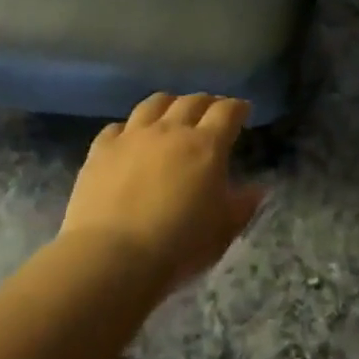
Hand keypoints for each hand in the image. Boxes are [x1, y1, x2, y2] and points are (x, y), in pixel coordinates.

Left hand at [60, 93, 265, 294]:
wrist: (112, 257)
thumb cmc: (178, 246)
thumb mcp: (223, 231)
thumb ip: (243, 206)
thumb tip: (257, 189)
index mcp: (206, 146)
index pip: (227, 112)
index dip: (238, 107)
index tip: (243, 110)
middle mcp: (170, 130)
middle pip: (192, 101)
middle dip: (207, 102)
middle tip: (212, 110)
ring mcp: (132, 136)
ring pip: (154, 104)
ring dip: (169, 104)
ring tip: (173, 112)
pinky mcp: (101, 150)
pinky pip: (117, 127)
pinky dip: (129, 128)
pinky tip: (129, 138)